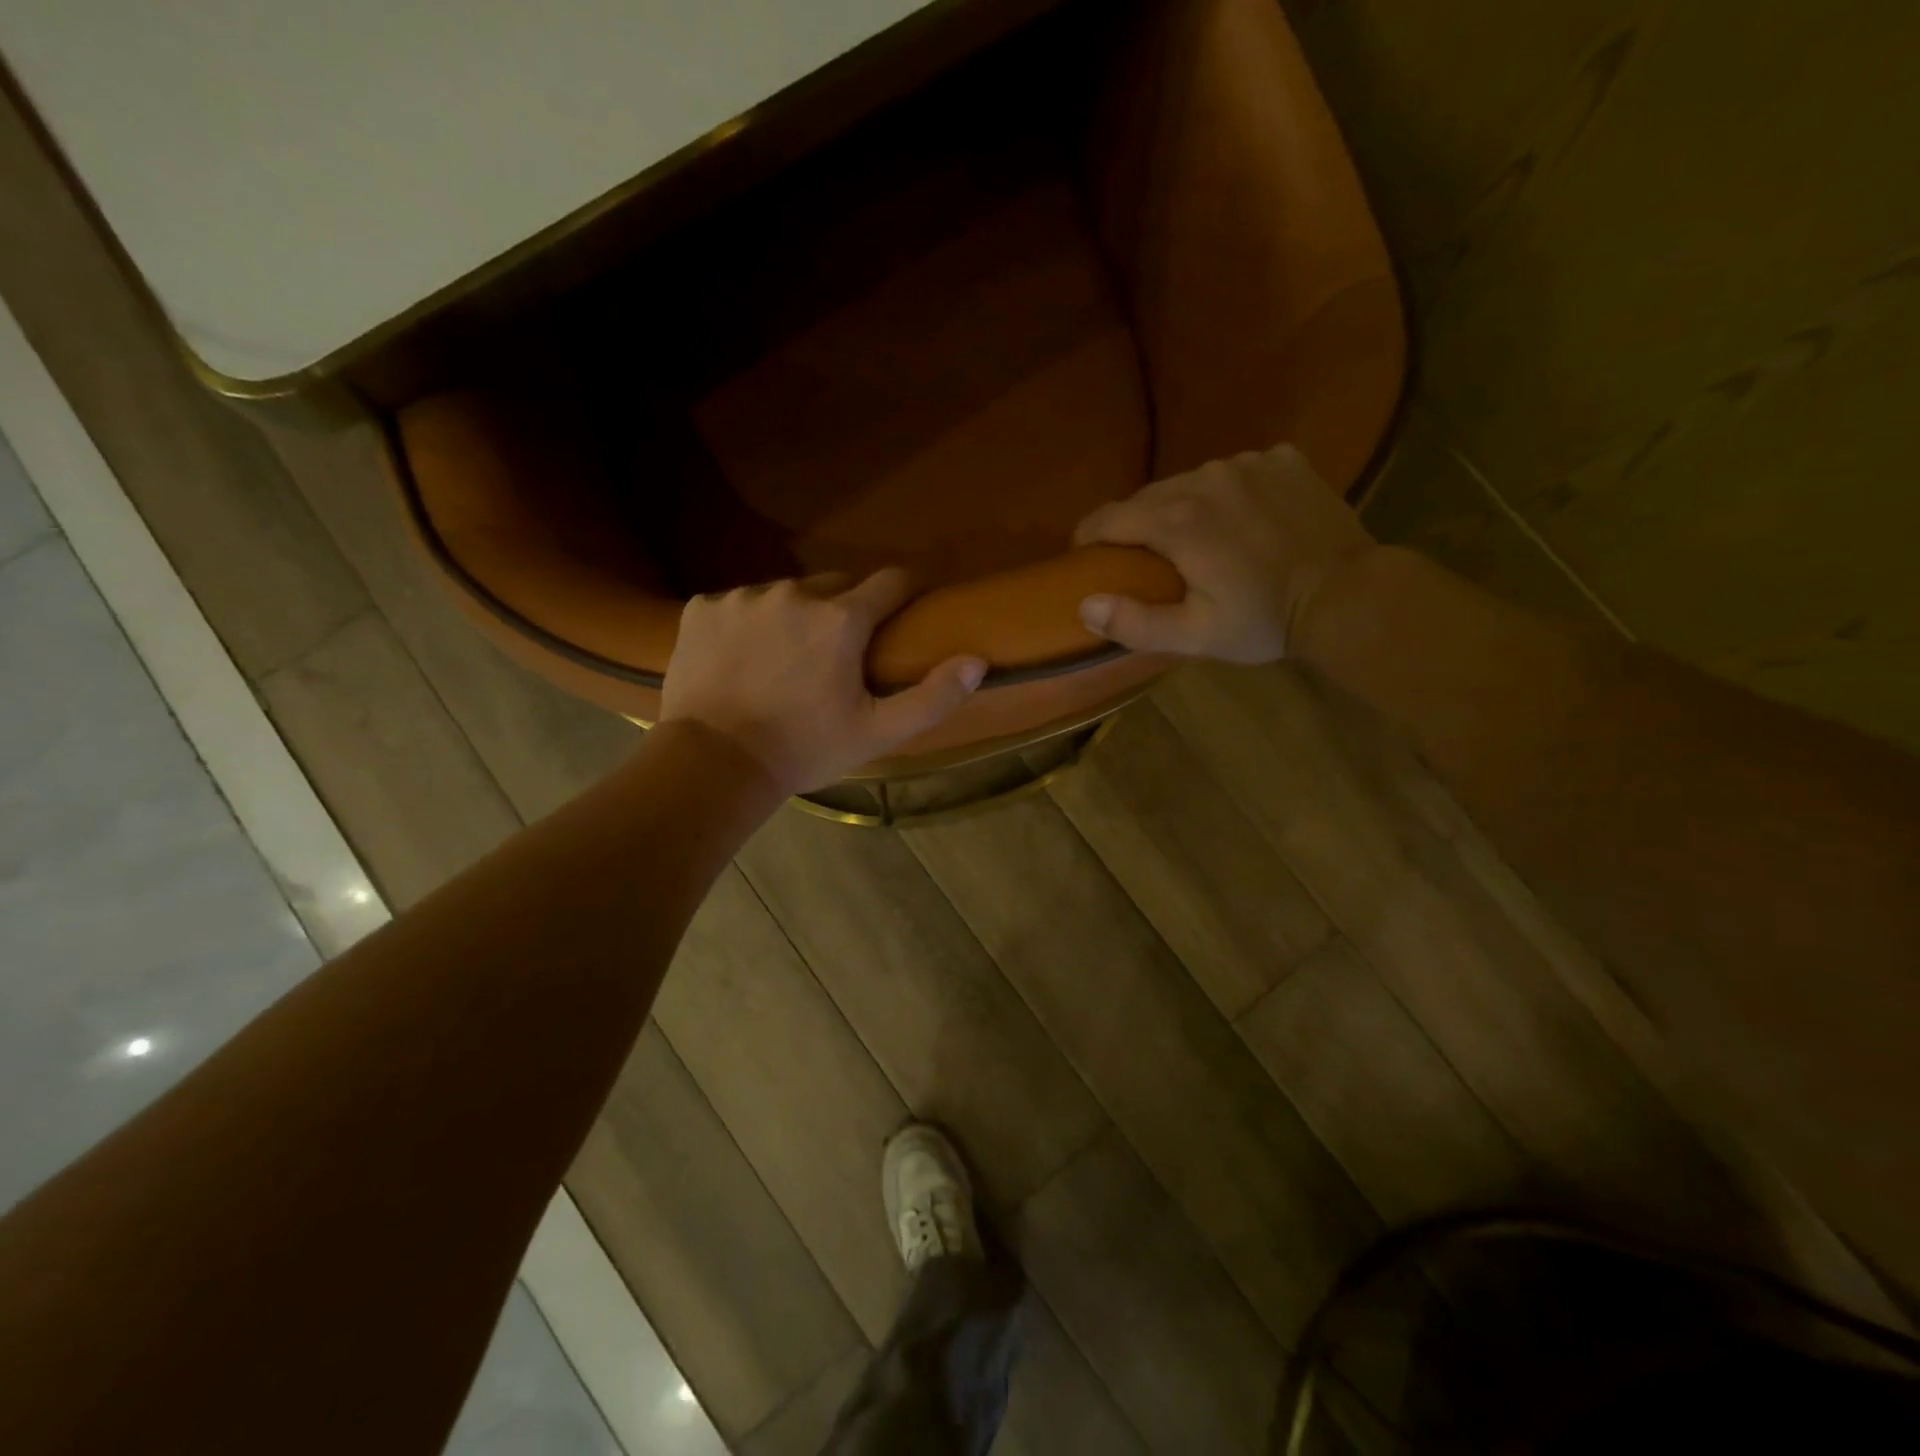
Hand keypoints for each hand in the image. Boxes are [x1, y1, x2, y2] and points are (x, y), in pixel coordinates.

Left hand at [660, 569, 987, 793]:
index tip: (910, 604)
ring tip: (788, 658)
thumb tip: (977, 661)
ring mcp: (743, 597)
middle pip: (836, 584)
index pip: (891, 581)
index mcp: (841, 619)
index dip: (906, 590)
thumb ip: (932, 696)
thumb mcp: (878, 732)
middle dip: (847, 608)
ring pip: (785, 593)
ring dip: (796, 615)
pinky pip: (739, 604)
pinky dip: (748, 623)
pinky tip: (743, 659)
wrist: (713, 764)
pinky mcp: (702, 607)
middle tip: (842, 651)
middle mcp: (793, 593)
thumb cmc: (804, 749)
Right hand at [1072, 445, 1376, 663]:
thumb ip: (1134, 623)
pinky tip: (1242, 521)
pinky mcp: (1282, 459)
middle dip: (1134, 526)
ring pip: (1190, 481)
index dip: (1088, 537)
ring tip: (1193, 540)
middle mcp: (1205, 478)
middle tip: (1141, 559)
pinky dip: (1226, 494)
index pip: (1108, 518)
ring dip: (1180, 507)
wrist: (1350, 596)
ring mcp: (1248, 463)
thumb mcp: (1194, 636)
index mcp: (1177, 521)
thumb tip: (1085, 604)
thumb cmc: (1264, 621)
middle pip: (1147, 497)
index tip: (1083, 555)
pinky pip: (1235, 472)